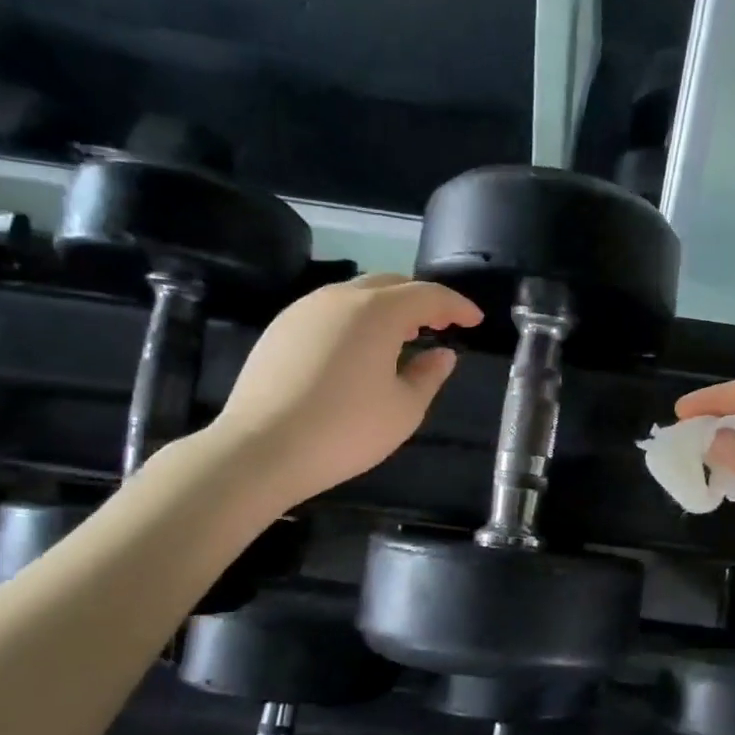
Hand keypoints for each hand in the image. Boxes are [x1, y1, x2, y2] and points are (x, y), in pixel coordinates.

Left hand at [203, 273, 480, 512]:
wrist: (260, 450)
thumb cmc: (345, 430)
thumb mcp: (404, 409)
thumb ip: (429, 375)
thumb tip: (442, 354)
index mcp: (377, 312)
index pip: (428, 295)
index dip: (457, 306)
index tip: (475, 321)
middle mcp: (340, 298)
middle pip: (391, 284)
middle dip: (421, 301)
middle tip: (442, 325)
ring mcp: (304, 310)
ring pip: (357, 294)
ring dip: (387, 308)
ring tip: (404, 338)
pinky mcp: (280, 329)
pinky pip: (330, 311)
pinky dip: (357, 320)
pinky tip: (361, 351)